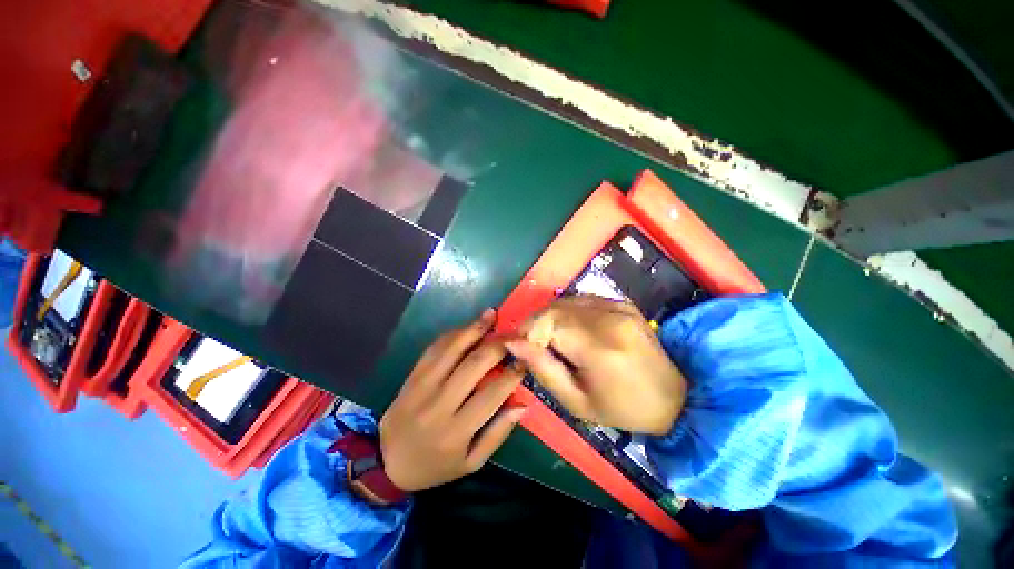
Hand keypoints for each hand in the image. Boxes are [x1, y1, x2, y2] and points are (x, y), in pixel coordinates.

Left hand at [379, 309, 526, 491]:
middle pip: (474, 364)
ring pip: (452, 349)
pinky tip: (467, 326)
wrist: (386, 462)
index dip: (513, 373)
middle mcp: (440, 404)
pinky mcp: (412, 376)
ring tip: (491, 315)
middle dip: (498, 344)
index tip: (527, 359)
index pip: (492, 394)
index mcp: (457, 430)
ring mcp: (422, 386)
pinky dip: (452, 334)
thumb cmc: (435, 466)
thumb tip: (523, 404)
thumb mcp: (471, 462)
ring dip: (474, 329)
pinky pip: (434, 348)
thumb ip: (498, 433)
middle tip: (515, 333)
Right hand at [505, 296, 685, 434]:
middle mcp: (609, 318)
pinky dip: (568, 312)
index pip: (547, 322)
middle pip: (554, 308)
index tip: (523, 351)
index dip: (528, 333)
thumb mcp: (575, 401)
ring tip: (554, 342)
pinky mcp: (622, 302)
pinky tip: (573, 331)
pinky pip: (581, 299)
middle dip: (536, 326)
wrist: (673, 397)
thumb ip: (542, 368)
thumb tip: (511, 342)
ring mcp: (618, 306)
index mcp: (600, 347)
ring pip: (565, 300)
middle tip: (537, 349)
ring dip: (550, 318)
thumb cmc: (622, 408)